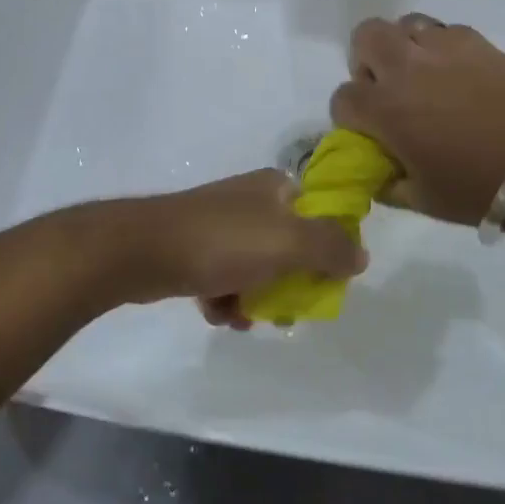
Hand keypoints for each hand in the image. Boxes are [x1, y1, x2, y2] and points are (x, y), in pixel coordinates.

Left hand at [102, 171, 365, 322]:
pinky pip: (224, 278)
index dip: (329, 248)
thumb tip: (361, 256)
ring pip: (256, 267)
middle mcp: (250, 200)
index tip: (326, 280)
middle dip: (288, 283)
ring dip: (254, 298)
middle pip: (290, 246)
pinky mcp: (194, 248)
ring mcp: (220, 224)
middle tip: (282, 310)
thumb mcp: (289, 242)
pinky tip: (217, 313)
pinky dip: (225, 299)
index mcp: (276, 187)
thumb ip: (331, 248)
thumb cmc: (222, 242)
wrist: (143, 250)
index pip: (321, 213)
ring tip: (242, 316)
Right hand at [331, 15, 504, 225]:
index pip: (343, 97)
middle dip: (366, 61)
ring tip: (421, 74)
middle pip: (365, 37)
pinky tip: (453, 73)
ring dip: (402, 47)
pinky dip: (437, 47)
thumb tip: (373, 168)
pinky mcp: (474, 41)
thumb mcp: (417, 198)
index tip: (368, 129)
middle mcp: (406, 68)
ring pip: (403, 24)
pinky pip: (441, 30)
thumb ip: (383, 180)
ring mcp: (442, 49)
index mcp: (385, 109)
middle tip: (386, 88)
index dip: (350, 116)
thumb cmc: (474, 189)